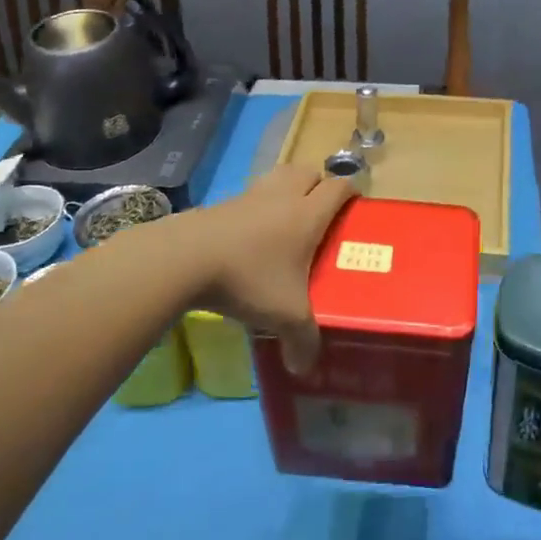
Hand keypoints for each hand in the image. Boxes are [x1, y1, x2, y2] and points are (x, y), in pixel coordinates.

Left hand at [197, 164, 356, 372]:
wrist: (185, 258)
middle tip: (320, 213)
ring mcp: (249, 196)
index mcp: (308, 214)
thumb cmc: (248, 278)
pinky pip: (249, 196)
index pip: (339, 188)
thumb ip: (303, 341)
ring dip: (287, 189)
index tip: (355, 208)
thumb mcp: (284, 316)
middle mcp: (283, 196)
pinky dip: (256, 207)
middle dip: (318, 185)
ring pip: (278, 177)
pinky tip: (250, 237)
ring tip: (286, 220)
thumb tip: (305, 368)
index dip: (351, 193)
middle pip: (308, 171)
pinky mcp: (222, 204)